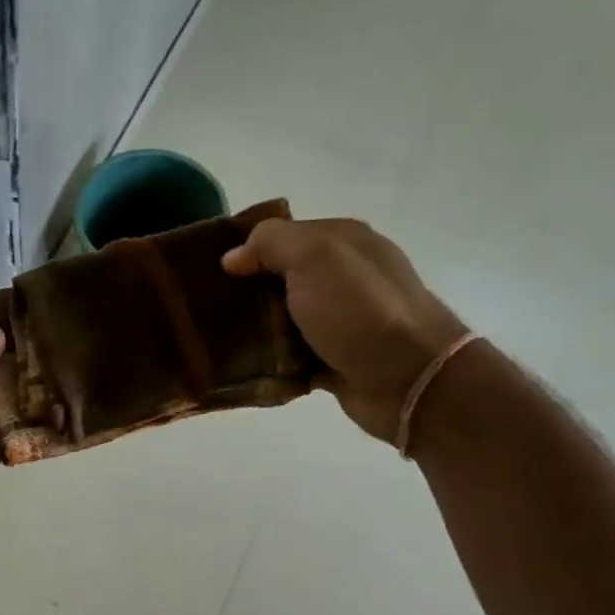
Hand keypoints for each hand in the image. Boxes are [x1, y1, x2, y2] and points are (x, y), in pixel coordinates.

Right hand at [222, 218, 467, 441]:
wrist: (408, 379)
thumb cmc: (360, 310)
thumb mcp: (315, 257)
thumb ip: (271, 243)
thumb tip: (232, 257)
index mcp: (342, 242)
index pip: (282, 236)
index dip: (246, 250)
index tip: (209, 271)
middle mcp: (342, 277)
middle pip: (278, 279)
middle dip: (245, 293)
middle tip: (207, 310)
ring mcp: (339, 320)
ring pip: (281, 321)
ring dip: (255, 332)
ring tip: (218, 342)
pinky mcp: (334, 359)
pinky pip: (290, 357)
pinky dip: (271, 364)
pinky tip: (245, 369)